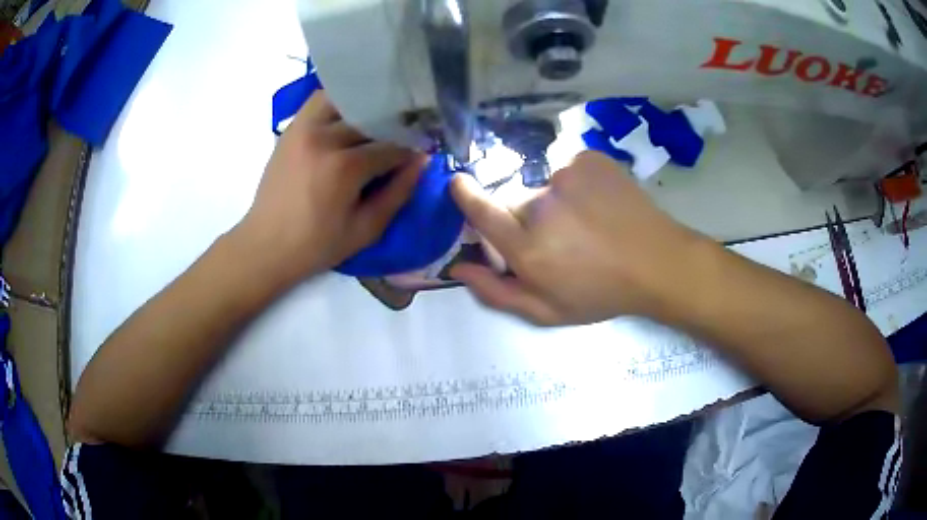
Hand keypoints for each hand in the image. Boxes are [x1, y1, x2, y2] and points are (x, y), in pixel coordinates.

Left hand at [234, 92, 426, 284]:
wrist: (265, 246)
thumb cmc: (316, 246)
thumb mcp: (365, 230)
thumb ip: (398, 193)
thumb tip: (422, 161)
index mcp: (344, 168)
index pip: (392, 147)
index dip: (412, 150)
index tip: (424, 152)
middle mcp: (324, 138)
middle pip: (371, 118)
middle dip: (393, 126)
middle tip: (406, 135)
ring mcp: (304, 128)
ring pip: (346, 99)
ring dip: (366, 107)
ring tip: (377, 122)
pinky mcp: (291, 128)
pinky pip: (320, 101)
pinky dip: (339, 103)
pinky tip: (350, 117)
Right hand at [451, 151, 703, 325]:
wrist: (658, 262)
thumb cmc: (601, 293)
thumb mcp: (547, 311)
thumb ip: (496, 292)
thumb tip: (458, 267)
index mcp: (528, 247)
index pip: (481, 211)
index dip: (465, 195)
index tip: (457, 184)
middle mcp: (541, 205)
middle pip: (512, 200)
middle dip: (522, 217)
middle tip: (556, 238)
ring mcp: (567, 176)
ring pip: (543, 185)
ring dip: (554, 202)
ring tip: (585, 223)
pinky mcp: (589, 159)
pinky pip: (569, 170)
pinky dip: (577, 185)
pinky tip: (600, 204)